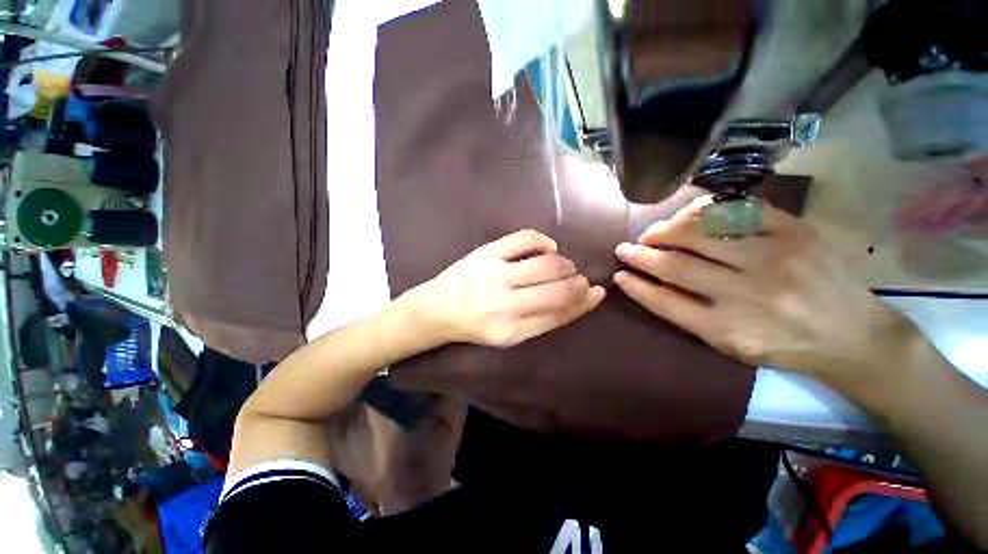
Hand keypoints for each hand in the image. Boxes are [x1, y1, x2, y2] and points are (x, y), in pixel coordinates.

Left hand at [412, 230, 605, 347]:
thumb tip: (577, 300)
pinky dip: (543, 242)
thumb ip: (541, 321)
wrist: (437, 309)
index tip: (597, 292)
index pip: (559, 315)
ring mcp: (495, 275)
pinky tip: (548, 248)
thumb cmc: (475, 325)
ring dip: (564, 264)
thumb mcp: (508, 335)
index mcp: (511, 331)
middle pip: (557, 290)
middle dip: (577, 283)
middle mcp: (504, 304)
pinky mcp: (487, 253)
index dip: (583, 303)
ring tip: (564, 265)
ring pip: (546, 264)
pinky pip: (525, 239)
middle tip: (580, 279)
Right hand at [613, 196, 910, 385]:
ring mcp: (775, 258)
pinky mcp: (796, 232)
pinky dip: (707, 210)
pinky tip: (690, 215)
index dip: (636, 285)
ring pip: (702, 232)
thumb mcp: (731, 345)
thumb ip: (690, 316)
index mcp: (728, 328)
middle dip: (642, 254)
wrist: (854, 336)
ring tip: (653, 233)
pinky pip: (740, 210)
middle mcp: (748, 293)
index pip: (665, 300)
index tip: (618, 274)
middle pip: (677, 265)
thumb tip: (652, 284)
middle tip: (624, 248)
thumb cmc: (784, 346)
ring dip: (666, 230)